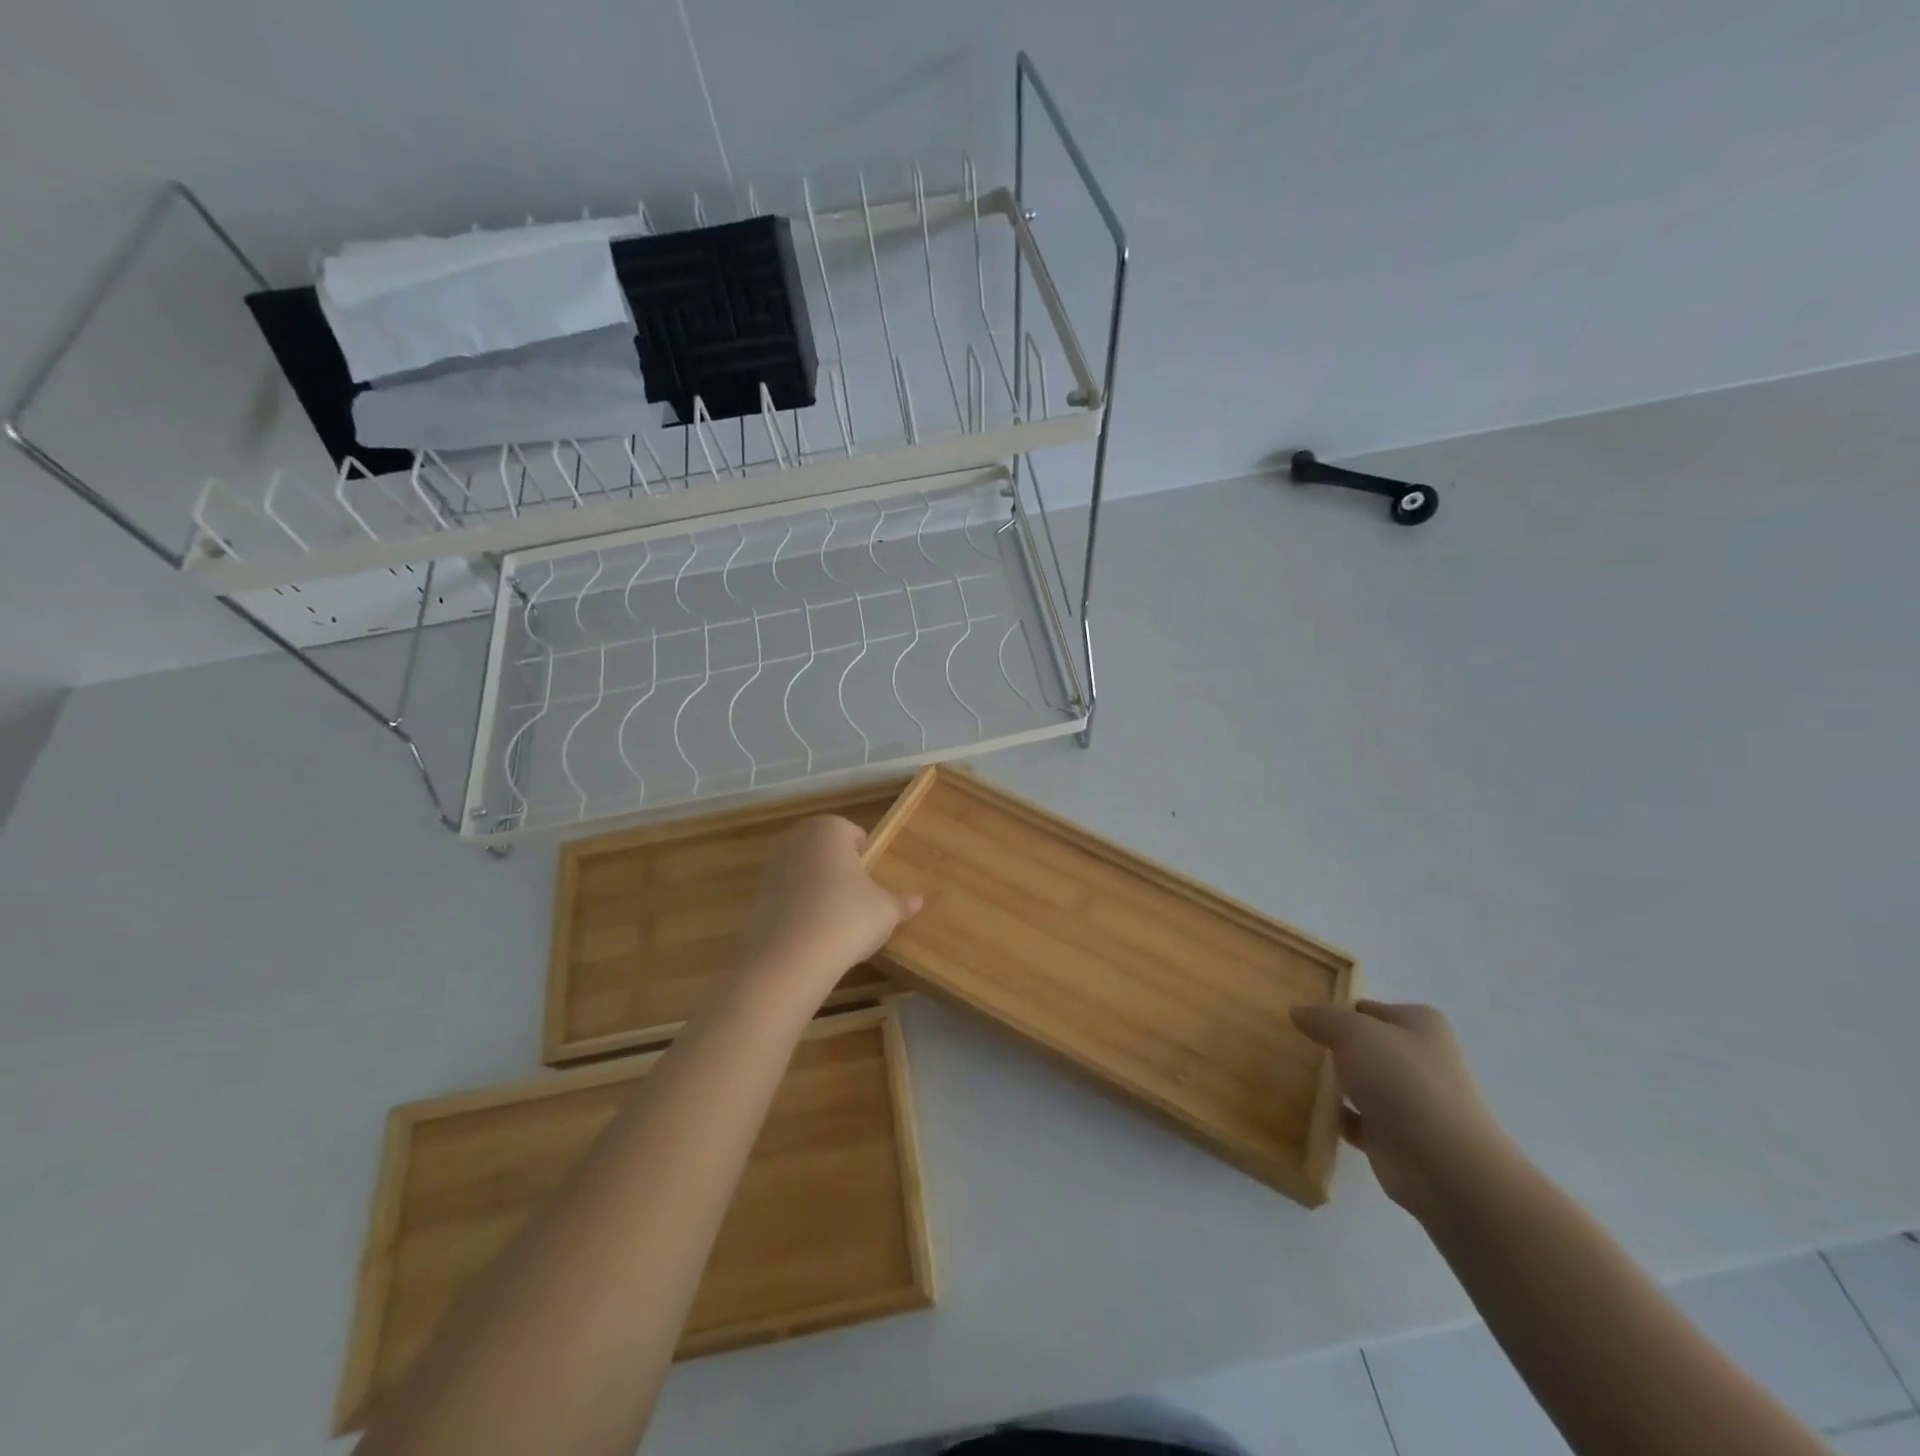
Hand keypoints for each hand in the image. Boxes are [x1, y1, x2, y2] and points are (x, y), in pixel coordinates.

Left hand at [738, 816, 921, 989]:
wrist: (790, 958)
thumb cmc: (847, 918)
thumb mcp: (885, 911)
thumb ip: (901, 902)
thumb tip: (918, 900)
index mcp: (829, 830)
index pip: (852, 833)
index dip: (865, 856)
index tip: (873, 881)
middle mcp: (797, 840)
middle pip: (824, 851)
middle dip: (839, 870)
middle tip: (857, 899)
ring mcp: (772, 868)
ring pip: (803, 873)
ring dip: (817, 890)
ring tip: (835, 922)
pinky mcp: (756, 898)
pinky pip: (786, 898)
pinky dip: (798, 910)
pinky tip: (811, 935)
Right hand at [1291, 1000, 1517, 1219]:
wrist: (1444, 1165)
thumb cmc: (1402, 1081)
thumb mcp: (1354, 1032)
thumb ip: (1323, 1018)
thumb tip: (1298, 1012)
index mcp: (1420, 1025)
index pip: (1370, 1009)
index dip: (1339, 1012)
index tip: (1305, 1021)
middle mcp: (1421, 1059)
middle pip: (1367, 1047)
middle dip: (1335, 1048)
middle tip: (1295, 1047)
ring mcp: (1413, 1101)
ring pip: (1363, 1083)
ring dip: (1337, 1084)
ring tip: (1296, 1077)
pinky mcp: (1399, 1138)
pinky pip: (1358, 1120)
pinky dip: (1337, 1118)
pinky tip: (1310, 1113)